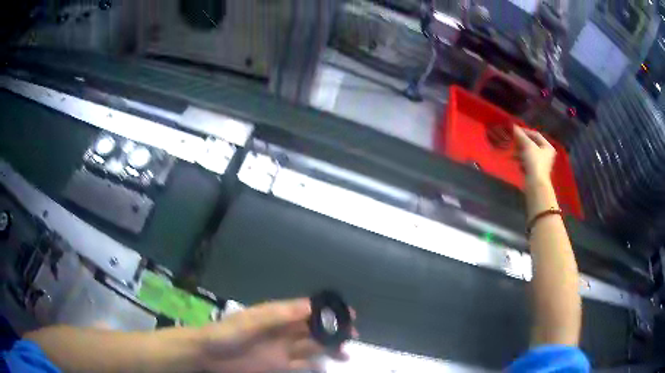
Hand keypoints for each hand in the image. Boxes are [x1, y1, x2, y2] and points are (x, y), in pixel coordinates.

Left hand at [198, 298, 355, 372]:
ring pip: (312, 347)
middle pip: (314, 329)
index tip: (349, 314)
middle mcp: (283, 331)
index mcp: (277, 316)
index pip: (308, 310)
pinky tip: (325, 368)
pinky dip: (315, 366)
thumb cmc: (228, 334)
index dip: (328, 311)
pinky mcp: (278, 365)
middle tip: (352, 336)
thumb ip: (279, 315)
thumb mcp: (252, 321)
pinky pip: (302, 365)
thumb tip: (310, 305)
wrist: (209, 355)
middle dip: (333, 331)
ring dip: (328, 348)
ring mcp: (282, 350)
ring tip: (345, 354)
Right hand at [513, 125, 555, 183]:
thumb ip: (521, 136)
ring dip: (520, 152)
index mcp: (548, 146)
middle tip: (513, 141)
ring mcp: (541, 163)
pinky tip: (516, 161)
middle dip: (522, 142)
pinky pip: (527, 162)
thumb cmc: (535, 162)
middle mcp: (546, 154)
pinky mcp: (535, 171)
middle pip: (532, 144)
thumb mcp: (528, 146)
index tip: (515, 131)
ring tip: (512, 152)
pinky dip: (521, 160)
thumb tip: (514, 127)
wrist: (535, 184)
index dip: (525, 131)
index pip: (536, 135)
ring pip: (529, 153)